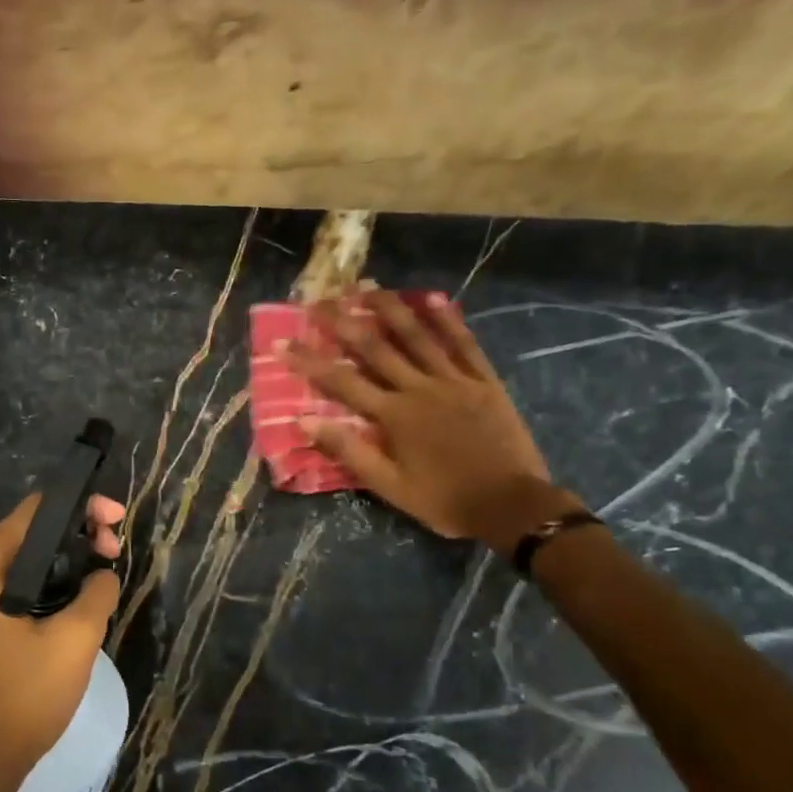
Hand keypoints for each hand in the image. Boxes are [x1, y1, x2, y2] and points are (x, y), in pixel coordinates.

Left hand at [0, 492, 124, 783]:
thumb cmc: (26, 693)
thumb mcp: (76, 637)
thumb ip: (97, 591)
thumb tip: (103, 575)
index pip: (35, 510)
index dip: (81, 506)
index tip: (117, 520)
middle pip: (31, 532)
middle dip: (78, 533)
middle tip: (115, 550)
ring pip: (28, 562)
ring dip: (68, 560)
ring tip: (104, 572)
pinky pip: (21, 587)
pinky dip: (52, 583)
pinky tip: (80, 598)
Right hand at [281, 288, 578, 551]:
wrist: (510, 505)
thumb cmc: (444, 500)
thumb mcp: (389, 486)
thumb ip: (349, 450)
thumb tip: (304, 421)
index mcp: (393, 416)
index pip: (341, 381)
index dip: (309, 360)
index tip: (282, 342)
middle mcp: (419, 388)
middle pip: (375, 347)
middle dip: (343, 322)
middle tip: (319, 300)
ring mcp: (454, 380)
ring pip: (417, 335)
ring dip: (390, 309)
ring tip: (367, 286)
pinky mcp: (483, 381)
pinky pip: (464, 343)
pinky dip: (448, 320)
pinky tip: (432, 299)